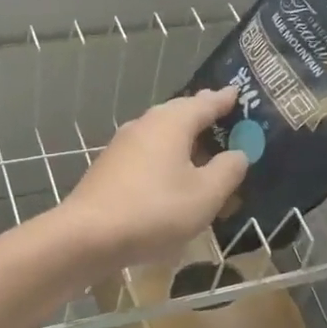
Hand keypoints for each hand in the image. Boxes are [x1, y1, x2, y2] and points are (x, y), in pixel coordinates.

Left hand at [55, 87, 249, 275]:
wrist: (88, 234)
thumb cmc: (154, 210)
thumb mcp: (205, 195)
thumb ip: (227, 170)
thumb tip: (238, 153)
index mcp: (171, 123)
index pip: (205, 102)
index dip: (225, 100)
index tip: (237, 93)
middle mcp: (145, 125)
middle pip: (179, 114)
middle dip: (202, 116)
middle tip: (223, 118)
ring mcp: (123, 145)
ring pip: (161, 134)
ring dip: (183, 139)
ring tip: (202, 149)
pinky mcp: (110, 167)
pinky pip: (147, 153)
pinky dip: (166, 157)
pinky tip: (172, 175)